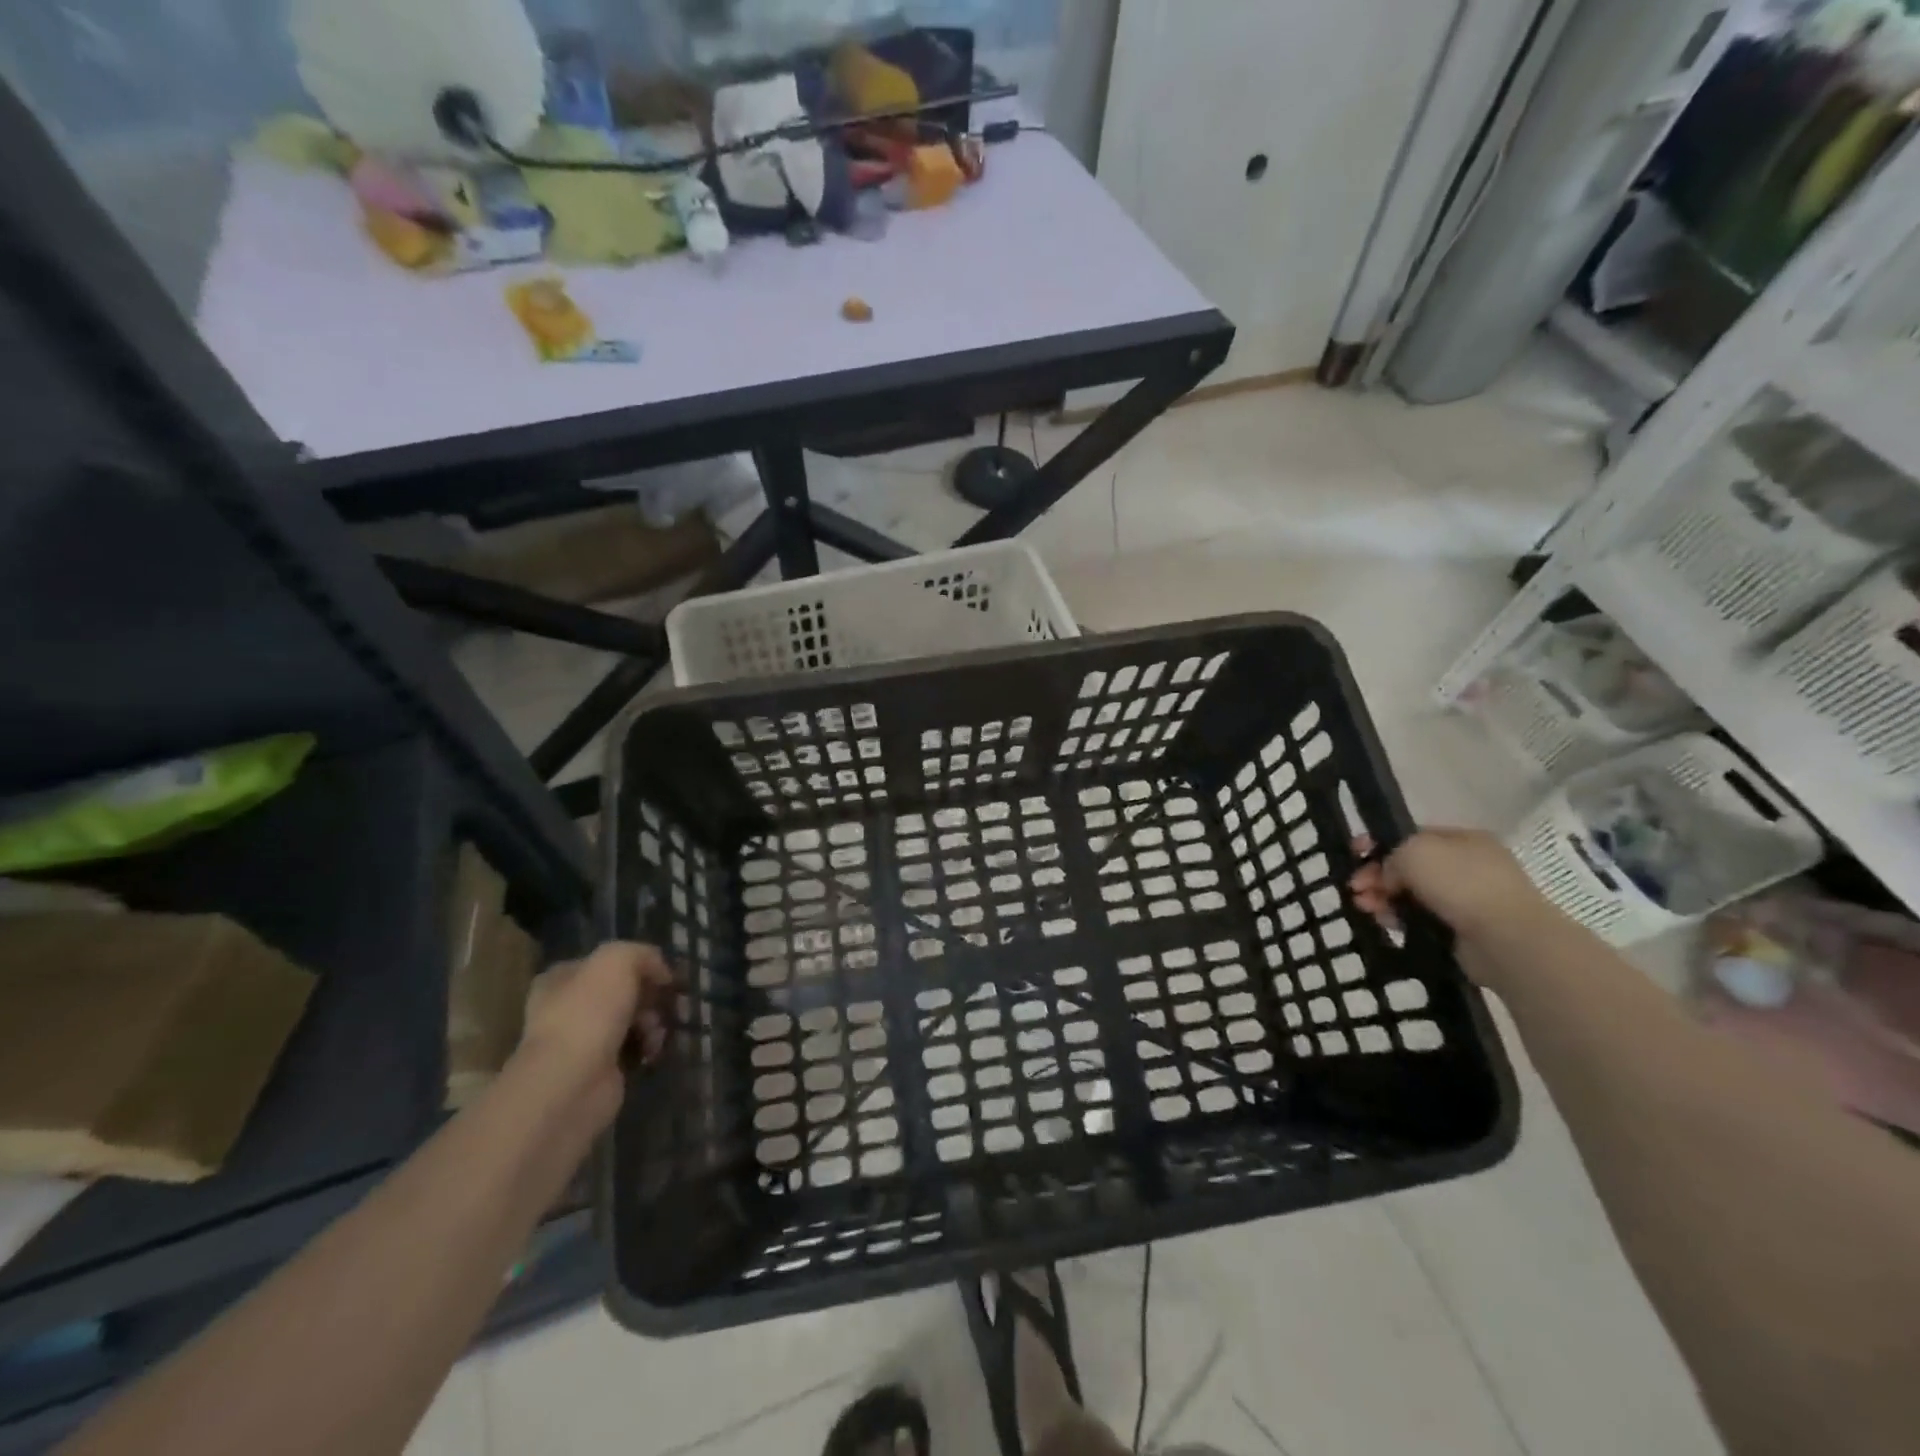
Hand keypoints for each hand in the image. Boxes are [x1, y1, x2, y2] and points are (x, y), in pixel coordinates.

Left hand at [516, 942, 674, 1132]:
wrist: (572, 1083)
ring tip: (657, 1030)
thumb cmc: (589, 1012)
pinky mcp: (600, 1070)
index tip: (664, 974)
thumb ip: (641, 954)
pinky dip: (649, 1046)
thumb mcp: (617, 960)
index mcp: (561, 979)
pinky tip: (653, 1049)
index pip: (605, 963)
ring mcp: (583, 1041)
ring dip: (653, 1021)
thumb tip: (660, 972)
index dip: (638, 964)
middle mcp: (568, 1008)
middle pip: (623, 992)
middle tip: (670, 1001)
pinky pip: (634, 1048)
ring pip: (632, 1020)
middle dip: (651, 995)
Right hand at [1350, 828, 1550, 946]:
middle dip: (1377, 876)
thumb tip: (1389, 876)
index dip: (1379, 843)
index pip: (1411, 836)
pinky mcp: (1463, 930)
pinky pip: (1421, 919)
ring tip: (1364, 908)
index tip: (1354, 854)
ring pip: (1412, 895)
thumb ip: (1391, 856)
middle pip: (1408, 867)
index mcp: (1462, 839)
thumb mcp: (1414, 852)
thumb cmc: (1461, 883)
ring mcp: (1468, 899)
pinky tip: (1386, 923)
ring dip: (1383, 898)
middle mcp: (1467, 865)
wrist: (1506, 939)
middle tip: (1354, 888)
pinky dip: (1401, 919)